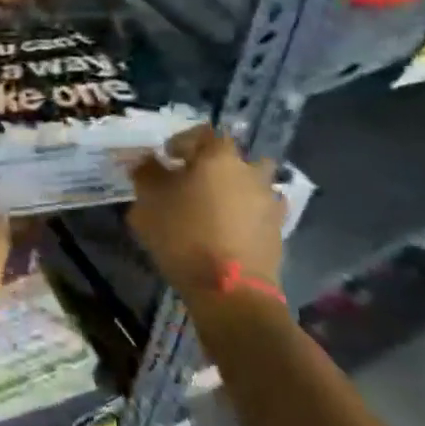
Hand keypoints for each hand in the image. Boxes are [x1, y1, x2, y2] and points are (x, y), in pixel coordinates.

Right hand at [128, 124, 284, 298]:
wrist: (231, 292)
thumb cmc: (184, 235)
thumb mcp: (149, 201)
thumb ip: (146, 173)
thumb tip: (147, 160)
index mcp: (219, 156)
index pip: (202, 133)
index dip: (182, 142)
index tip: (166, 158)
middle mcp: (250, 172)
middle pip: (231, 158)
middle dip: (213, 166)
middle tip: (192, 182)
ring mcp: (269, 202)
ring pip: (250, 184)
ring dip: (234, 189)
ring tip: (212, 208)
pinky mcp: (278, 232)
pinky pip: (260, 212)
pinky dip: (246, 215)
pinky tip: (228, 231)